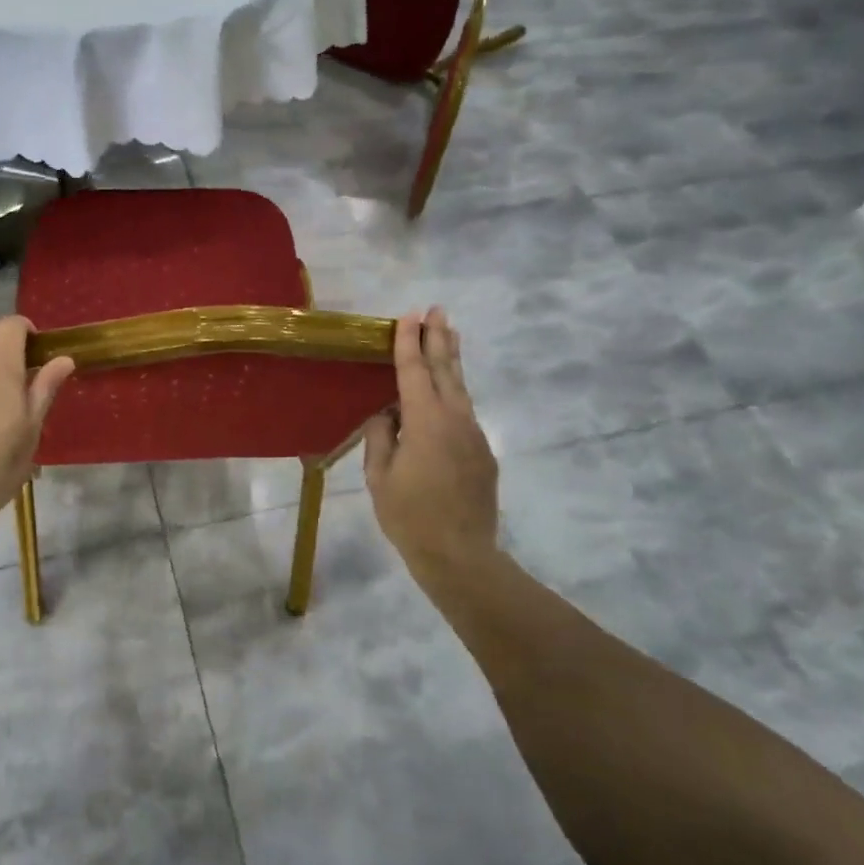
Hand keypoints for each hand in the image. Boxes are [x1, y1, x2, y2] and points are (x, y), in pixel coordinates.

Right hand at [364, 307, 499, 581]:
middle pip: (446, 370)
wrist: (461, 555)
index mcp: (425, 421)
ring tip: (449, 335)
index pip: (414, 371)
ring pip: (461, 388)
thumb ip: (381, 437)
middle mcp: (455, 419)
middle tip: (437, 309)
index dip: (410, 341)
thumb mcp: (380, 476)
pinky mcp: (484, 453)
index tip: (409, 314)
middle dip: (439, 337)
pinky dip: (454, 393)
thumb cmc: (410, 516)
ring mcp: (474, 435)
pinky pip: (465, 413)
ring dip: (452, 360)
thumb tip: (387, 414)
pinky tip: (447, 394)